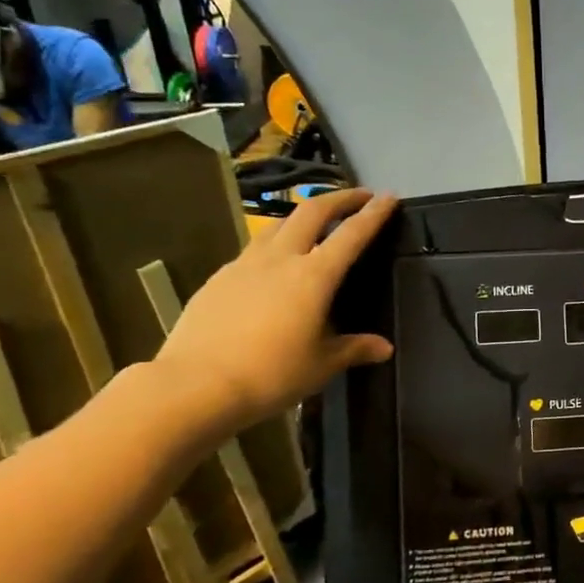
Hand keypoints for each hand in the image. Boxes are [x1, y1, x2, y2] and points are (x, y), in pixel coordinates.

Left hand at [154, 187, 398, 431]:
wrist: (194, 386)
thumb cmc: (271, 374)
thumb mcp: (321, 365)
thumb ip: (354, 349)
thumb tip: (384, 348)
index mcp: (314, 276)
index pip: (352, 234)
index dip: (374, 213)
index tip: (389, 196)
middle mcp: (281, 259)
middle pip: (311, 212)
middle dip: (338, 198)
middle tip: (358, 196)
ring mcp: (244, 265)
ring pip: (278, 225)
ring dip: (303, 216)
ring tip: (315, 223)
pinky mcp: (218, 278)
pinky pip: (253, 250)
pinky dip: (274, 244)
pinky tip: (273, 265)